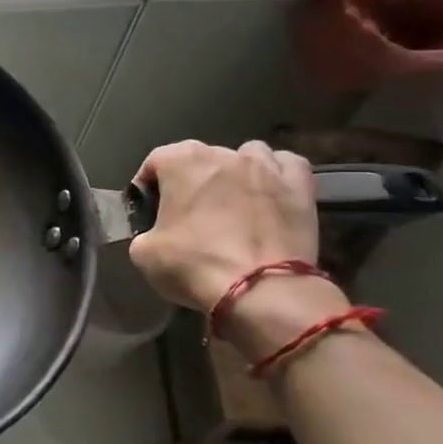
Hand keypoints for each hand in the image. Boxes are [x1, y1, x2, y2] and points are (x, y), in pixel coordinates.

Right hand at [128, 140, 323, 314]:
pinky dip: (276, 176)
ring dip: (236, 172)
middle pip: (201, 158)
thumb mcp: (143, 253)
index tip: (147, 209)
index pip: (155, 160)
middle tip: (188, 213)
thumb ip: (144, 231)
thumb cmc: (194, 264)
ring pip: (246, 156)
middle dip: (192, 180)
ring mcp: (266, 167)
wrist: (260, 290)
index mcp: (181, 162)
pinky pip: (286, 166)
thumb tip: (154, 233)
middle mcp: (223, 154)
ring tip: (232, 200)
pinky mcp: (300, 187)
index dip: (147, 185)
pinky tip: (269, 194)